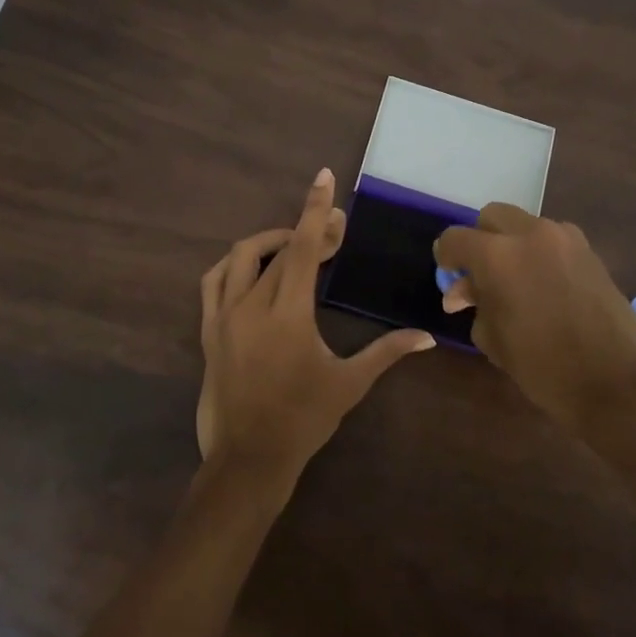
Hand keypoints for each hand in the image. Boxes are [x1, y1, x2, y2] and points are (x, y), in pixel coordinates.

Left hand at [198, 169, 435, 486]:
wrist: (247, 458)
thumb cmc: (303, 420)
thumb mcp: (349, 384)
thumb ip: (387, 352)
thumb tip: (427, 336)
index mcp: (288, 313)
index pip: (303, 247)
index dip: (315, 210)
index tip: (323, 178)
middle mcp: (251, 304)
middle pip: (280, 249)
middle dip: (308, 232)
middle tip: (334, 234)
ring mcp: (223, 316)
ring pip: (242, 258)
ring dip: (270, 243)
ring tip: (294, 247)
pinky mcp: (208, 330)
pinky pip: (214, 281)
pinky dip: (235, 266)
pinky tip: (252, 271)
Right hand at [435, 204, 635, 432]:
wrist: (614, 382)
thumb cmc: (542, 366)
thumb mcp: (492, 338)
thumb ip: (475, 303)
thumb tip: (464, 291)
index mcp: (497, 256)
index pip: (455, 239)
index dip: (445, 256)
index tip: (448, 273)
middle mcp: (530, 235)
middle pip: (491, 216)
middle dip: (481, 240)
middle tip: (481, 273)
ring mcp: (565, 239)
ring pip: (525, 224)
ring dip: (513, 244)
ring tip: (516, 280)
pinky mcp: (590, 252)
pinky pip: (554, 240)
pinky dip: (541, 253)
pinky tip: (545, 286)